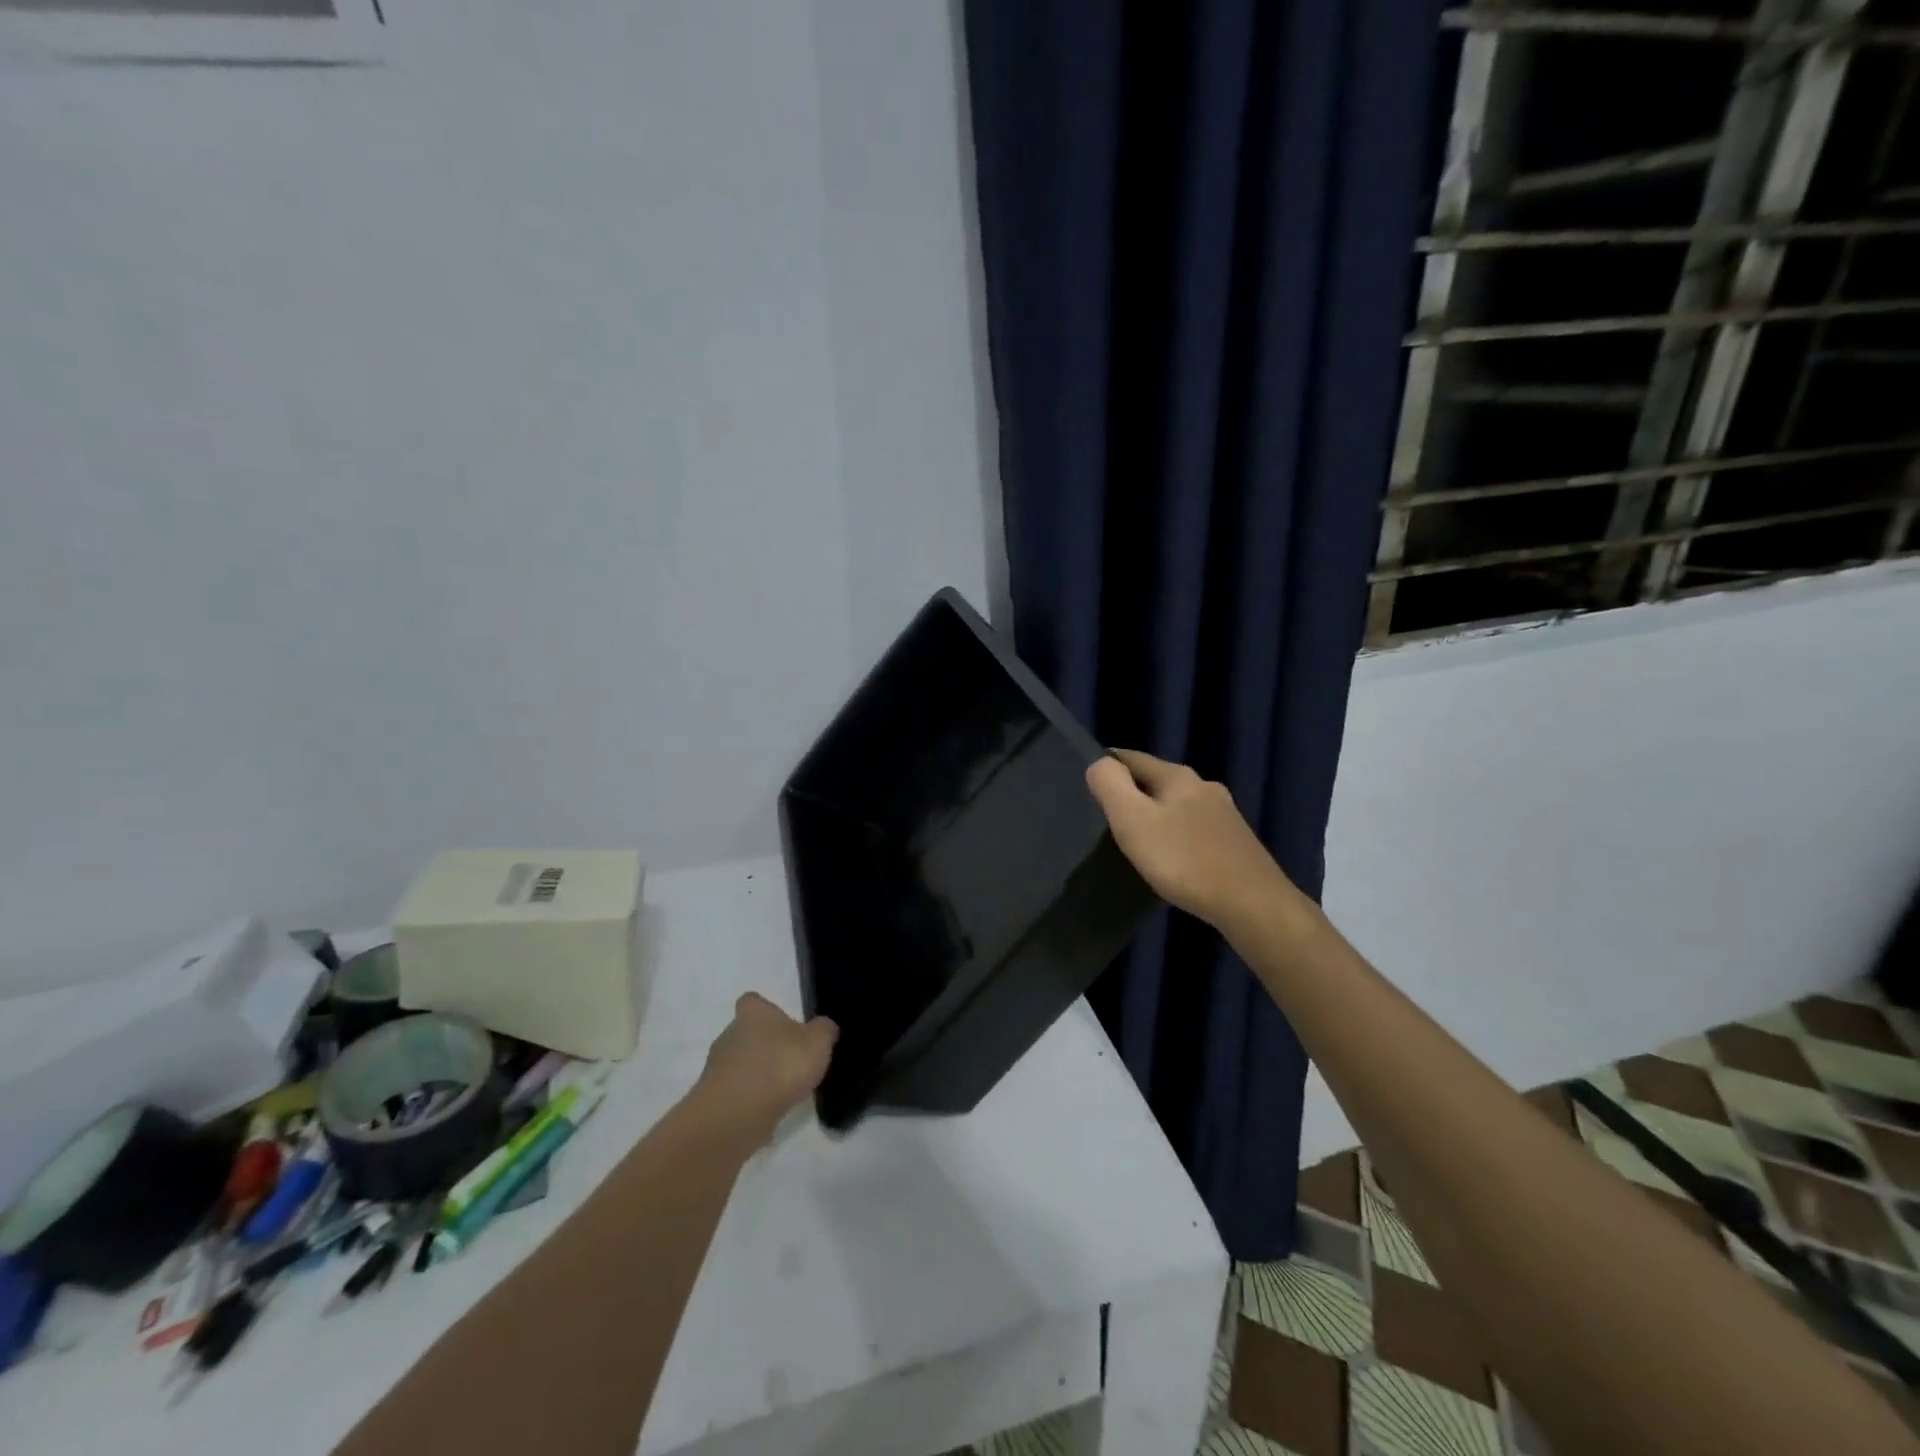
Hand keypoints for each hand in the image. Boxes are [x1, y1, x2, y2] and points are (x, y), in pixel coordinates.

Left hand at [693, 992, 838, 1145]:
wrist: (735, 1117)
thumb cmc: (779, 1067)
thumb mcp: (818, 1043)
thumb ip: (824, 1030)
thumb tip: (823, 1027)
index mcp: (753, 1014)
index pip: (753, 1001)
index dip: (768, 1010)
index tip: (785, 1025)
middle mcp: (729, 1035)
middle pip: (746, 1034)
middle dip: (765, 1046)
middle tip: (791, 1062)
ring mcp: (717, 1070)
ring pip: (740, 1066)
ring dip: (757, 1076)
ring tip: (783, 1093)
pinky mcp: (714, 1102)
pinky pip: (736, 1096)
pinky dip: (750, 1102)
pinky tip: (769, 1114)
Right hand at [1085, 749, 1296, 929]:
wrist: (1252, 904)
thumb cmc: (1184, 860)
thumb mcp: (1133, 820)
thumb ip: (1110, 785)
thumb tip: (1099, 762)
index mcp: (1178, 776)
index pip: (1132, 757)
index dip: (1108, 765)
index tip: (1087, 783)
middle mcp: (1204, 786)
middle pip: (1157, 781)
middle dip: (1132, 793)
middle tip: (1106, 816)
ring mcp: (1224, 814)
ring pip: (1177, 805)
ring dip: (1156, 816)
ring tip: (1135, 840)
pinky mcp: (1235, 842)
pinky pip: (1194, 829)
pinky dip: (1176, 836)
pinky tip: (1171, 858)